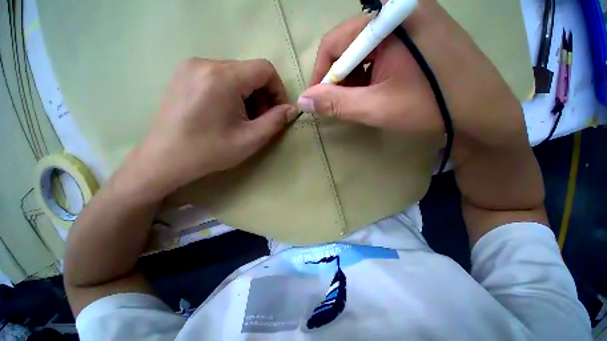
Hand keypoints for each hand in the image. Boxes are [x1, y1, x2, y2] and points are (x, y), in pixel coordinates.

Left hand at [125, 58, 297, 199]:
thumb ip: (276, 121)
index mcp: (222, 77)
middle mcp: (206, 63)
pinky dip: (233, 93)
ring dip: (249, 96)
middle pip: (251, 72)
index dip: (278, 90)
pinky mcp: (186, 75)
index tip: (278, 111)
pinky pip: (221, 77)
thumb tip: (292, 109)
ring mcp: (192, 67)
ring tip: (243, 119)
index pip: (265, 69)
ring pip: (237, 74)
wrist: (164, 159)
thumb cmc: (209, 151)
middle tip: (260, 120)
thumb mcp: (250, 139)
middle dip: (263, 96)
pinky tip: (227, 113)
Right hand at [298, 0, 528, 163]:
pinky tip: (379, 91)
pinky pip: (382, 52)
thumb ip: (335, 104)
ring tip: (362, 101)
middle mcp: (399, 12)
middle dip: (340, 79)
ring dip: (356, 79)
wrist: (482, 112)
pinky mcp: (419, 34)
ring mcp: (412, 21)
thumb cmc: (429, 107)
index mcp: (389, 20)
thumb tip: (302, 100)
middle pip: (349, 45)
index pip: (335, 43)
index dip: (321, 75)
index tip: (319, 101)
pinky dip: (372, 74)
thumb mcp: (374, 108)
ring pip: (365, 51)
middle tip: (342, 105)